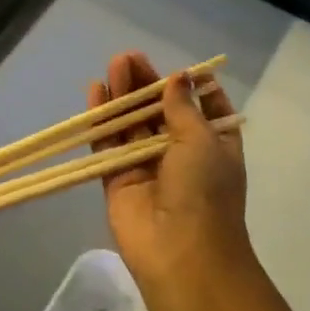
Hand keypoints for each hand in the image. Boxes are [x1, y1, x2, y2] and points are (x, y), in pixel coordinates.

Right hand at [89, 52, 255, 293]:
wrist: (181, 253)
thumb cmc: (204, 191)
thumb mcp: (203, 140)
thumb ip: (182, 107)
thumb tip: (178, 78)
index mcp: (213, 146)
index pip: (204, 110)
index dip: (191, 88)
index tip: (178, 70)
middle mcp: (180, 154)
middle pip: (160, 111)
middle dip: (146, 84)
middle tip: (128, 57)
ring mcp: (147, 166)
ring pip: (132, 123)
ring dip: (123, 95)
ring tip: (113, 65)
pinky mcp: (117, 178)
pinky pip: (108, 143)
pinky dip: (102, 119)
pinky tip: (95, 91)